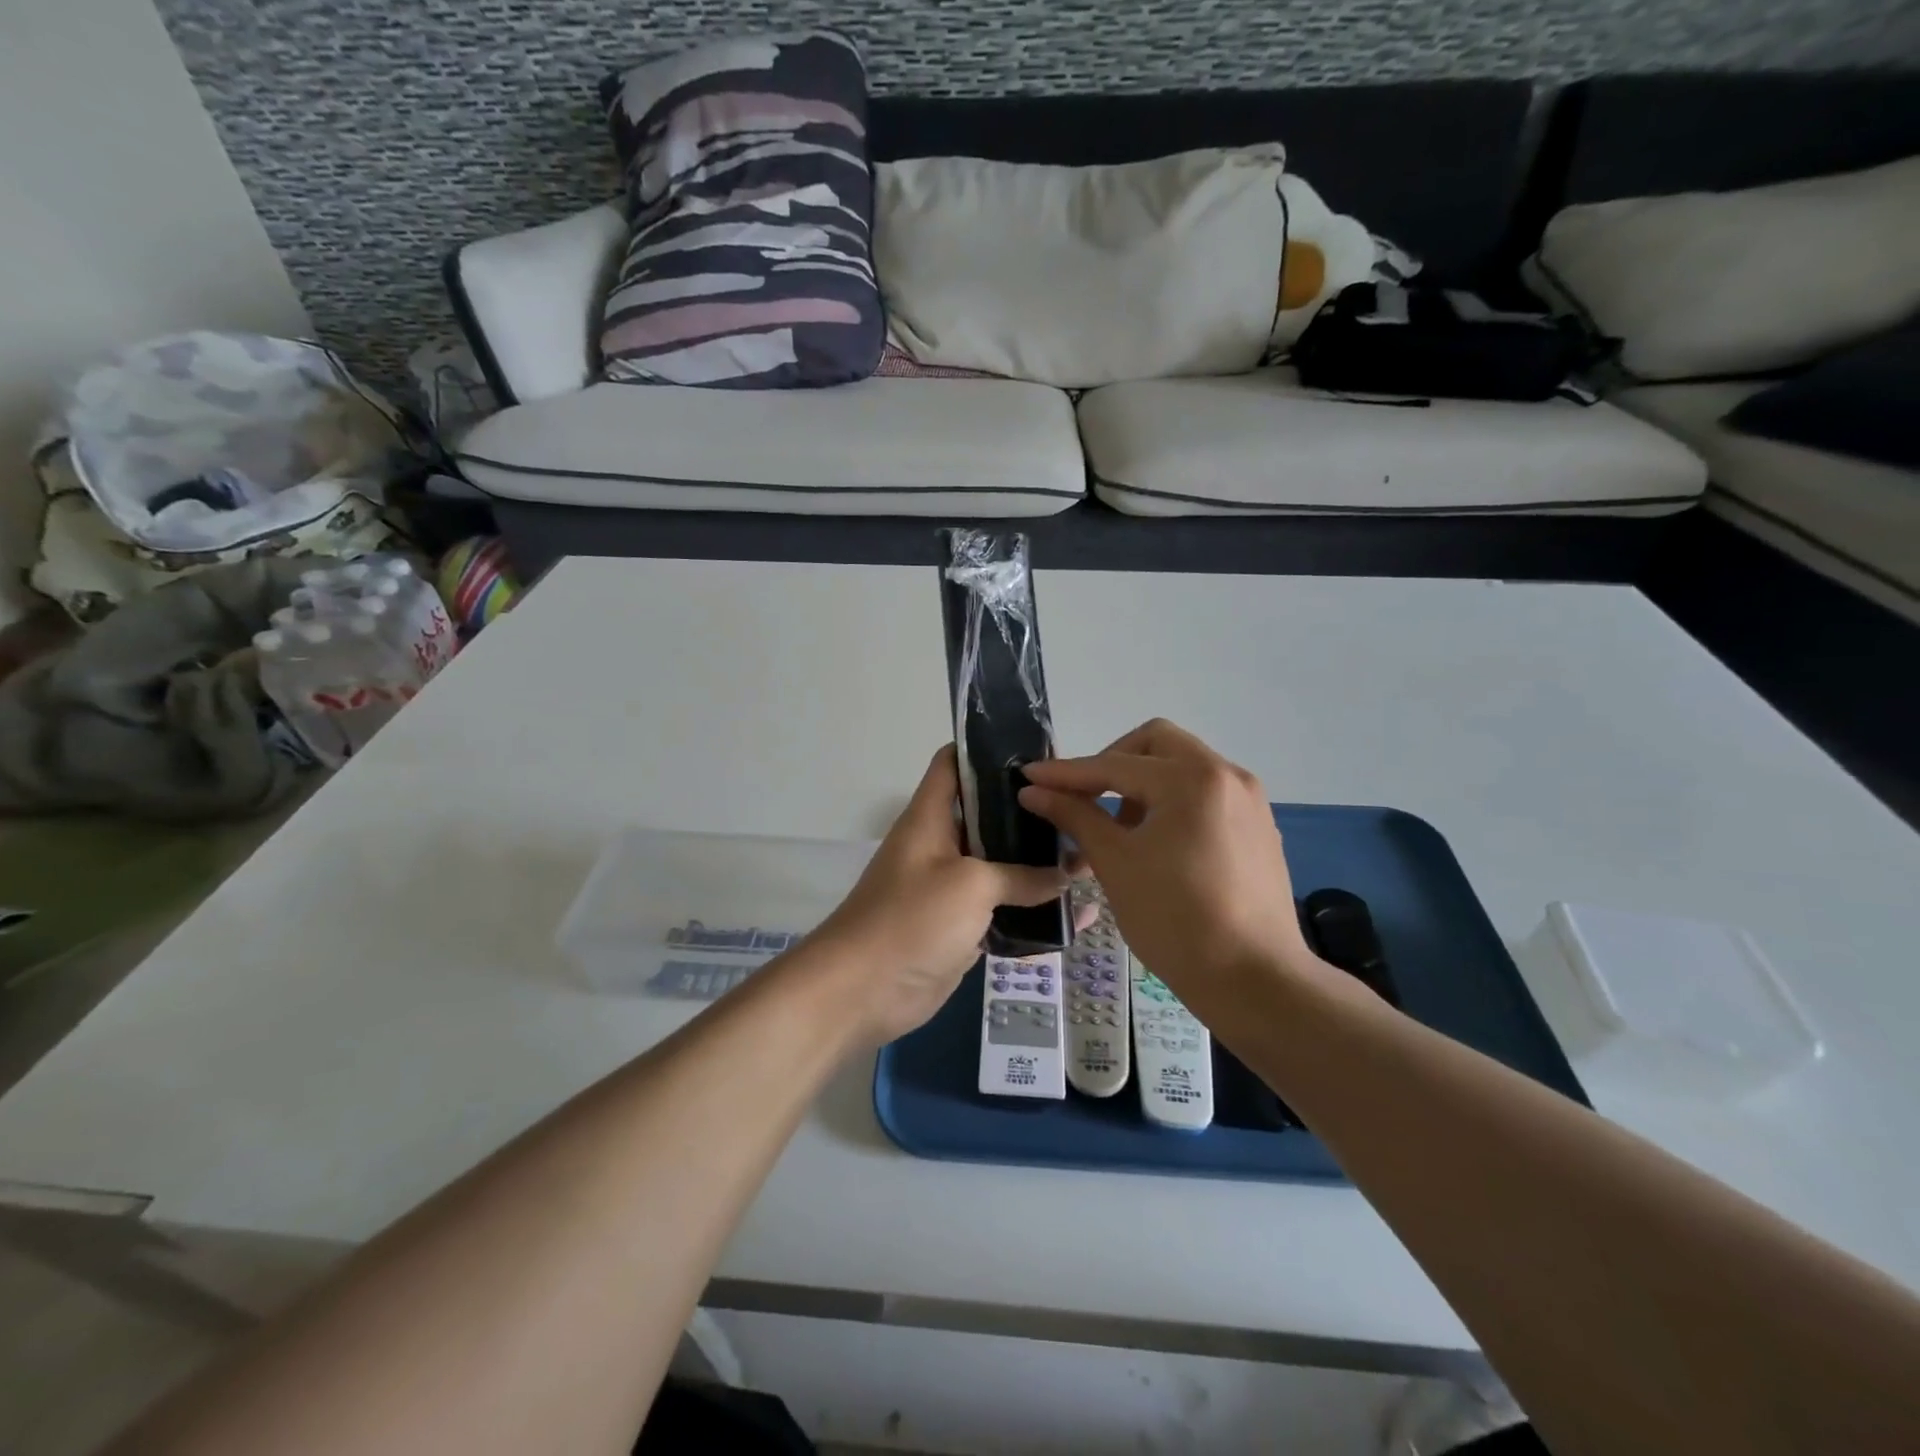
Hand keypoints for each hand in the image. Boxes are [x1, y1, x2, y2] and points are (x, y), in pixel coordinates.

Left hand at [813, 746, 1070, 1045]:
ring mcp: (951, 888)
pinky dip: (1034, 912)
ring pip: (1001, 867)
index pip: (954, 763)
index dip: (989, 749)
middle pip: (989, 817)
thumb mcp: (971, 886)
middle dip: (1031, 813)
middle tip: (1082, 808)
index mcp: (931, 817)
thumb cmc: (911, 919)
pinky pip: (1003, 911)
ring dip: (1039, 866)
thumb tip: (1064, 875)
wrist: (863, 991)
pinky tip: (1077, 915)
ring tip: (1090, 856)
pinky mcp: (960, 927)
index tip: (1038, 752)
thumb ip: (1021, 875)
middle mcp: (942, 845)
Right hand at [1018, 719, 1320, 1016]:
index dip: (1066, 772)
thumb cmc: (1175, 920)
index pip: (1114, 764)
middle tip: (1085, 798)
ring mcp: (1248, 800)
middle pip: (1156, 743)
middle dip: (1112, 763)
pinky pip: (1205, 794)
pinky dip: (1172, 802)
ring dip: (1144, 783)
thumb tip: (1033, 791)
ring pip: (1183, 766)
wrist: (1254, 981)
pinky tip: (1155, 843)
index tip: (1029, 777)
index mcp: (1191, 779)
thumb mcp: (1115, 863)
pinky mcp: (1258, 827)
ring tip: (1119, 828)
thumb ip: (1074, 816)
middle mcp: (1226, 775)